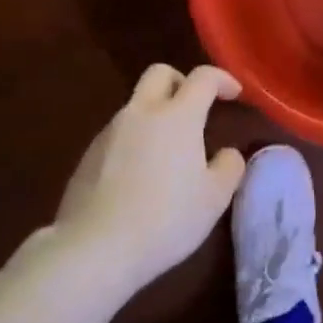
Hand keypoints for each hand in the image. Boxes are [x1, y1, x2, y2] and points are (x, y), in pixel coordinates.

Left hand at [54, 64, 247, 288]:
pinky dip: (135, 140)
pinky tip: (139, 176)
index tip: (234, 93)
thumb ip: (229, 167)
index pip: (203, 77)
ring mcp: (110, 132)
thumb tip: (227, 153)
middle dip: (181, 82)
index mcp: (178, 116)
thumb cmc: (165, 219)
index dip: (222, 79)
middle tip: (196, 107)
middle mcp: (141, 112)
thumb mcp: (214, 199)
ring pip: (137, 104)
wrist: (94, 249)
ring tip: (168, 151)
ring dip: (156, 114)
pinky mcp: (88, 155)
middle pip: (160, 73)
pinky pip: (118, 133)